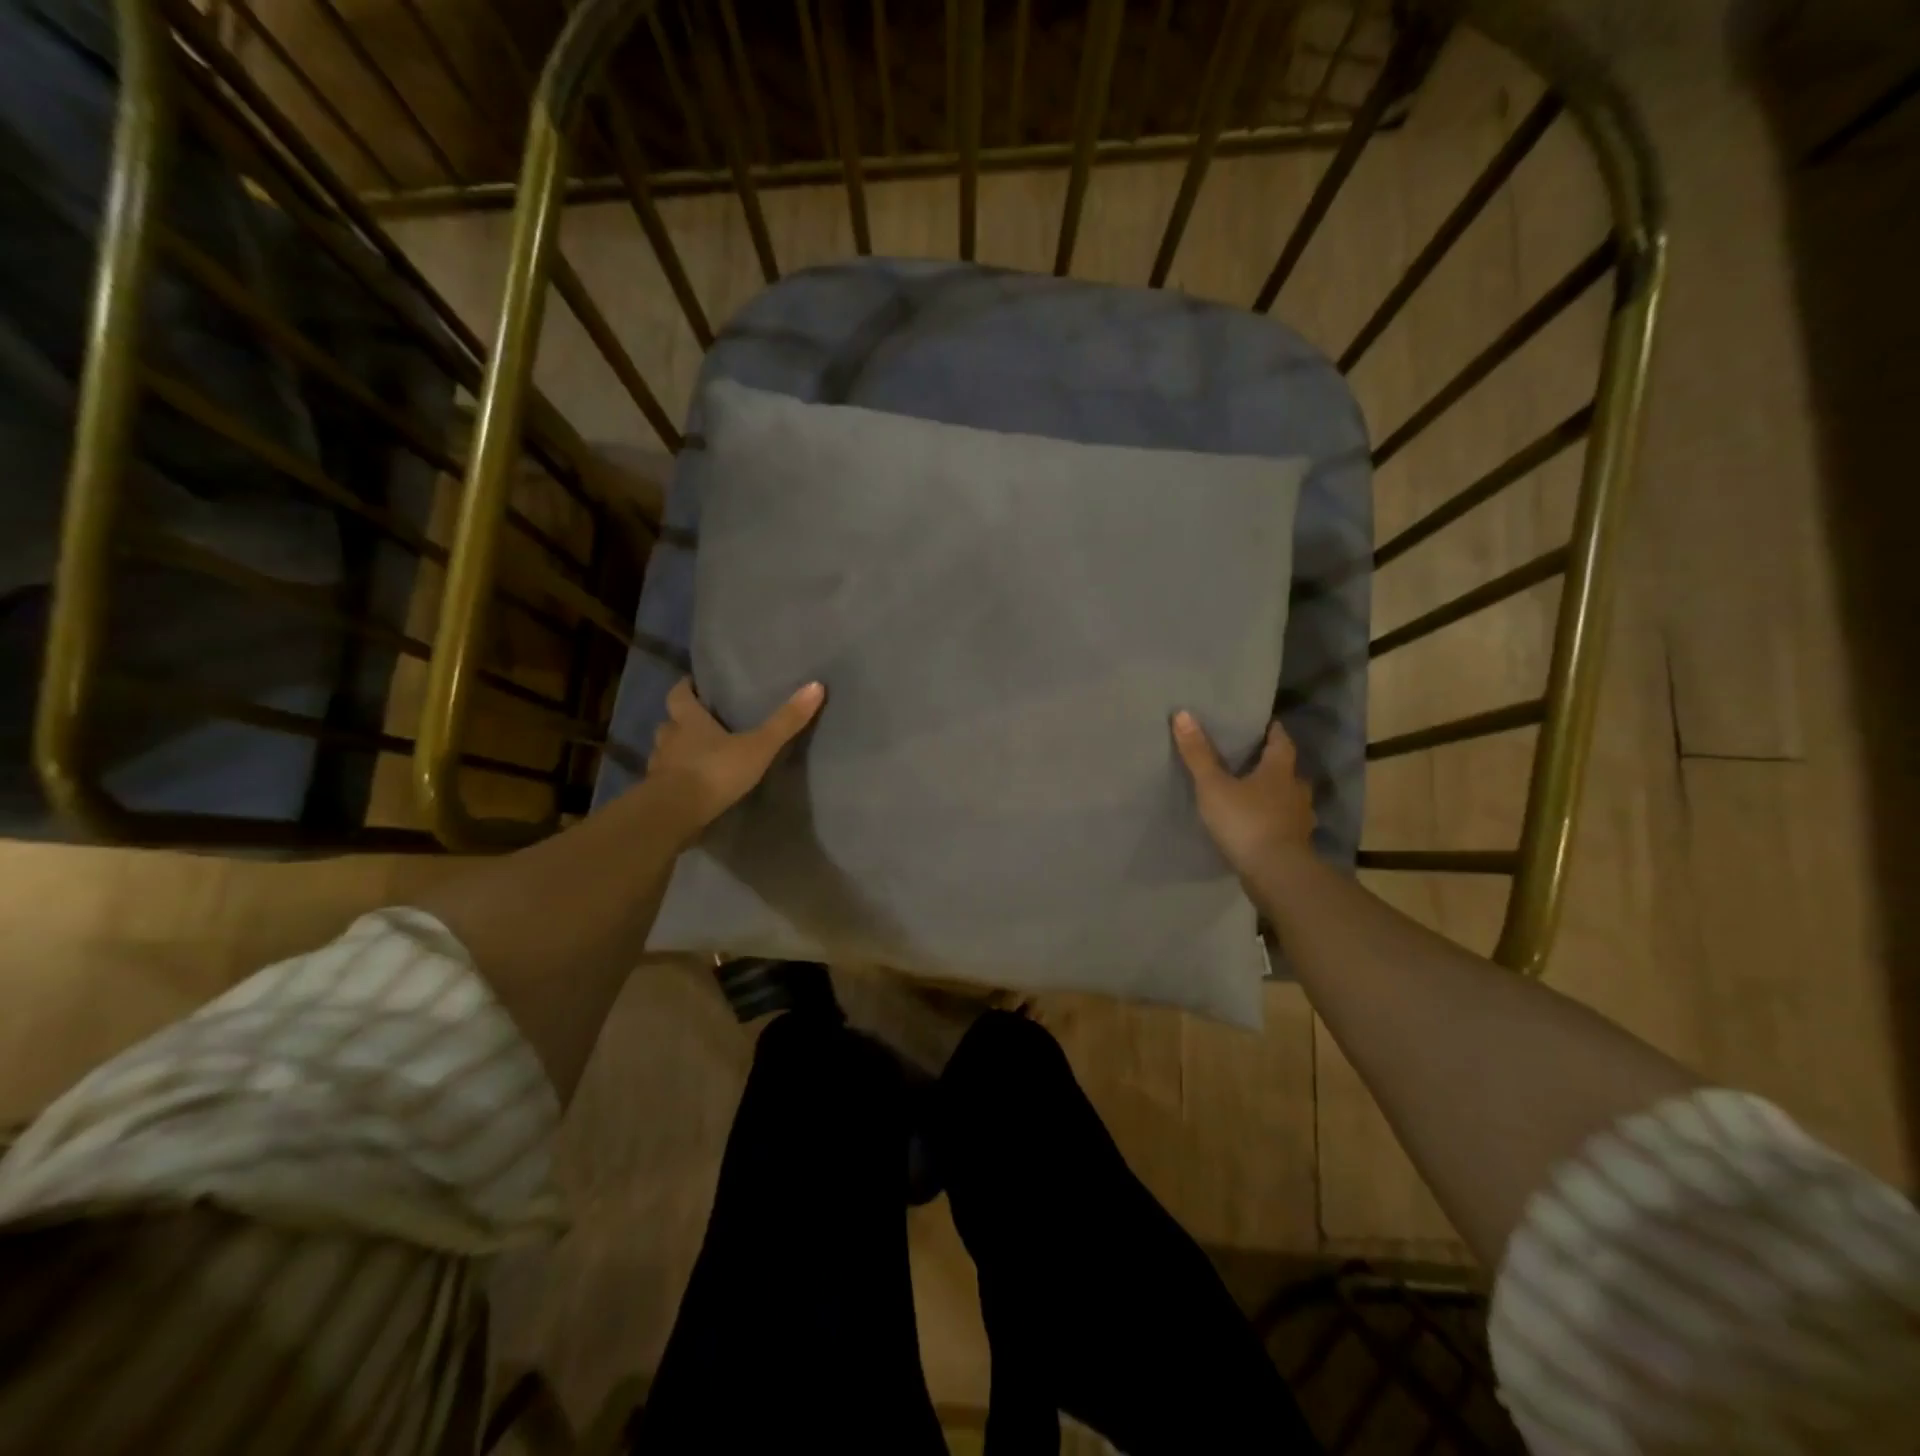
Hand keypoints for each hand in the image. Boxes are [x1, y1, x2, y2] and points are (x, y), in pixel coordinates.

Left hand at [646, 677, 824, 842]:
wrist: (675, 814)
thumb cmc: (715, 772)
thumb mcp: (758, 746)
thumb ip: (785, 721)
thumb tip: (816, 686)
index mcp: (689, 722)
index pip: (678, 696)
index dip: (684, 688)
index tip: (691, 684)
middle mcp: (669, 740)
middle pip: (669, 724)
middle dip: (680, 722)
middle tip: (697, 722)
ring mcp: (658, 768)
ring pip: (664, 753)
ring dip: (676, 751)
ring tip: (696, 756)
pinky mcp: (657, 795)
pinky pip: (665, 780)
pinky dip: (675, 779)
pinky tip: (691, 787)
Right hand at [1171, 711, 1315, 880]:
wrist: (1276, 873)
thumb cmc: (1245, 821)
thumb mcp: (1213, 786)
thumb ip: (1198, 754)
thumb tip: (1183, 714)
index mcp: (1279, 771)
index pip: (1282, 742)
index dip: (1274, 732)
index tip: (1268, 725)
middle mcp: (1296, 791)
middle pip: (1290, 771)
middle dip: (1276, 766)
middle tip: (1257, 762)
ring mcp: (1300, 820)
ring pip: (1292, 800)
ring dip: (1279, 796)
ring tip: (1259, 796)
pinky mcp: (1297, 845)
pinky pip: (1288, 825)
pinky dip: (1278, 822)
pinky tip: (1263, 827)